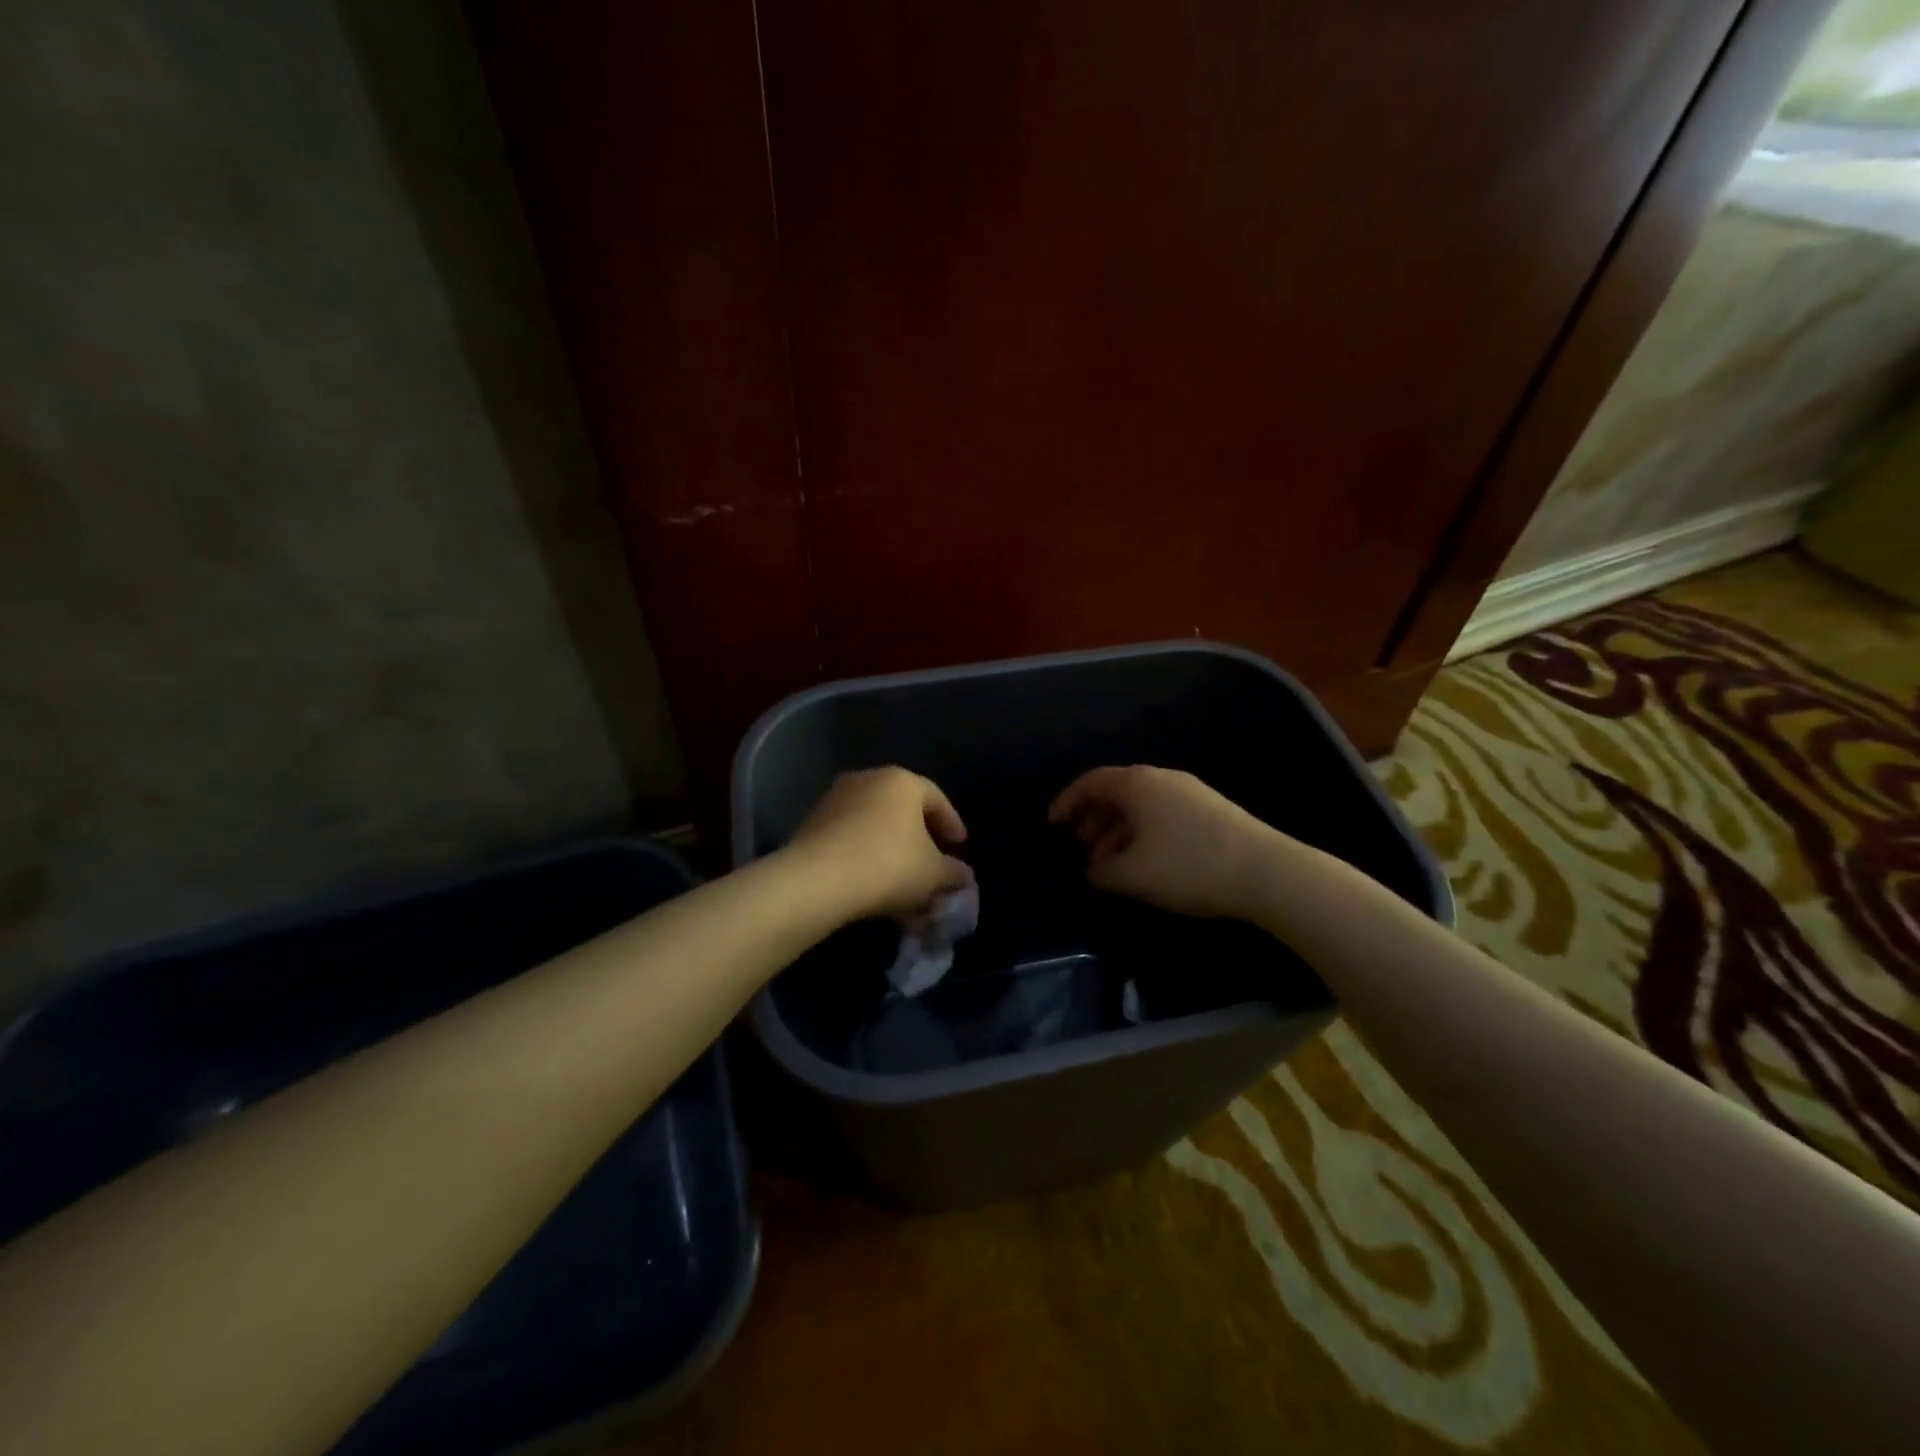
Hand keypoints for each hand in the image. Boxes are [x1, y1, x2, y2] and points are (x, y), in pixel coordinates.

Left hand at [787, 768, 972, 920]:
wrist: (817, 881)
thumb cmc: (889, 865)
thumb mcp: (934, 874)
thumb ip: (953, 872)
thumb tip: (961, 875)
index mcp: (901, 781)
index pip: (935, 798)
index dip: (951, 824)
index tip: (960, 847)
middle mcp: (867, 780)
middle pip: (903, 810)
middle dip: (920, 839)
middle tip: (933, 864)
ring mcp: (834, 800)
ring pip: (875, 826)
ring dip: (892, 852)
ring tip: (903, 884)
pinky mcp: (811, 825)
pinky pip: (851, 839)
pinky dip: (867, 858)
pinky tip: (874, 887)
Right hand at [1048, 765, 1281, 918]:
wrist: (1265, 871)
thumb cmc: (1187, 866)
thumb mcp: (1132, 875)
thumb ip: (1103, 872)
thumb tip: (1095, 871)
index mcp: (1138, 784)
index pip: (1092, 782)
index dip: (1067, 801)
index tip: (1053, 824)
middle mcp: (1162, 779)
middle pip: (1117, 792)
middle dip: (1094, 819)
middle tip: (1082, 848)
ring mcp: (1190, 793)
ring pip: (1142, 807)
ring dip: (1119, 832)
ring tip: (1112, 865)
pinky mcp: (1211, 811)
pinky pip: (1163, 816)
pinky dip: (1144, 835)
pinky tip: (1146, 864)